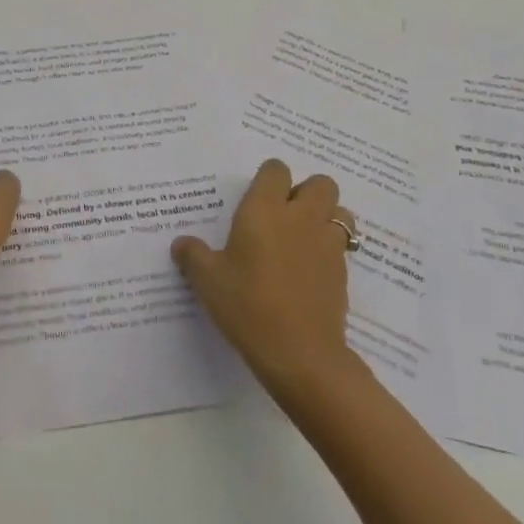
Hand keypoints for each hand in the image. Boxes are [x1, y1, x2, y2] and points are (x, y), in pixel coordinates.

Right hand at [171, 159, 355, 388]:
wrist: (299, 354)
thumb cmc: (247, 305)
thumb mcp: (208, 281)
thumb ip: (193, 256)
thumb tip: (181, 243)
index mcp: (265, 209)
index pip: (276, 170)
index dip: (269, 178)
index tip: (257, 196)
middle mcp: (300, 217)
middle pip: (320, 183)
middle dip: (307, 191)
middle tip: (285, 215)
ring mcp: (327, 244)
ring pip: (340, 212)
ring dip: (327, 217)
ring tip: (305, 239)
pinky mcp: (342, 273)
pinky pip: (342, 247)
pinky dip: (330, 251)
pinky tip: (310, 272)